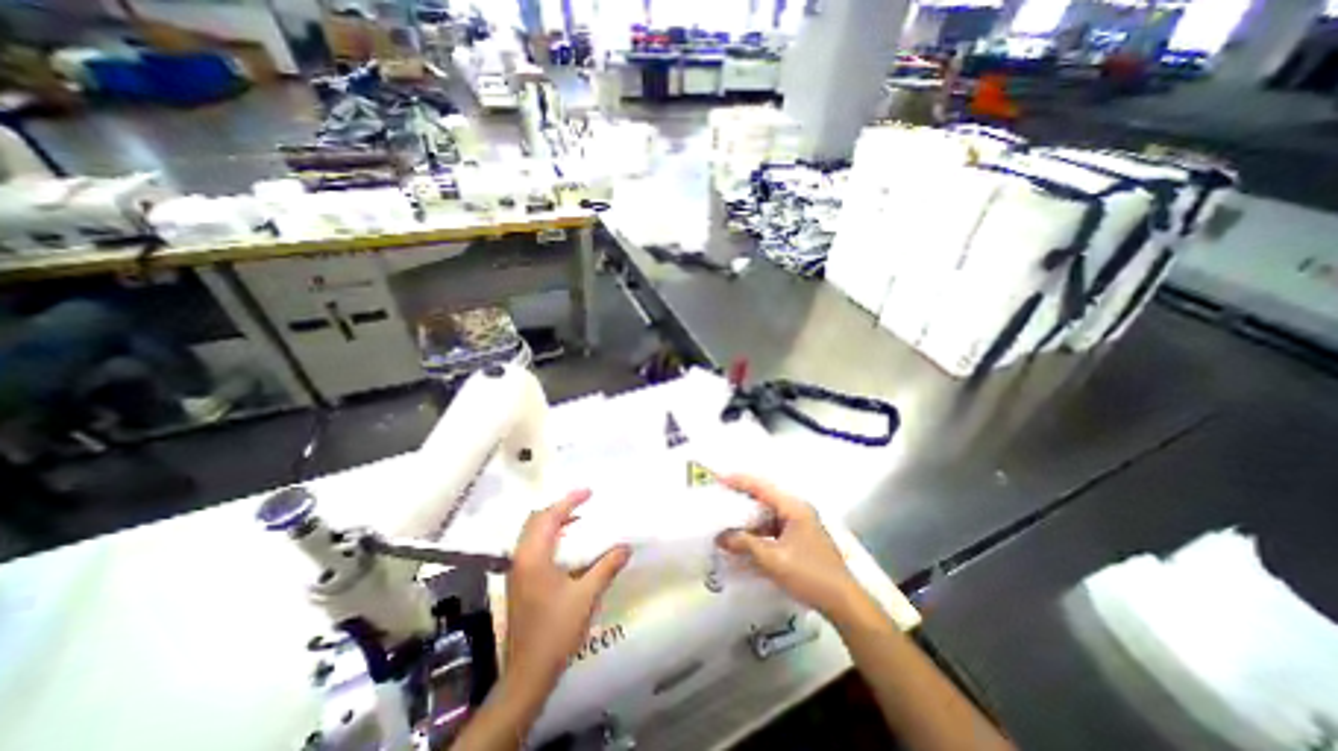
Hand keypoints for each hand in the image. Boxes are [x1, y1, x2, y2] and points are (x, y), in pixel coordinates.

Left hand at [507, 494, 634, 690]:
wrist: (527, 674)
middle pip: (535, 520)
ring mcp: (517, 571)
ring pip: (531, 534)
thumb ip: (606, 567)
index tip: (589, 492)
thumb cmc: (556, 631)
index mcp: (534, 558)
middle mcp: (521, 559)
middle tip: (583, 505)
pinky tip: (567, 547)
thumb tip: (626, 547)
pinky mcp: (519, 583)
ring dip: (553, 522)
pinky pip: (532, 547)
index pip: (549, 517)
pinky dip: (549, 537)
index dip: (569, 501)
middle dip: (559, 508)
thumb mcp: (586, 596)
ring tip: (578, 521)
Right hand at [717, 476, 862, 620]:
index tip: (718, 479)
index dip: (739, 481)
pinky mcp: (800, 537)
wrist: (843, 602)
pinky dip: (758, 531)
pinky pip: (773, 527)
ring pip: (768, 514)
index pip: (761, 486)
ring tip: (727, 521)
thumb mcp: (773, 560)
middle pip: (765, 497)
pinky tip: (745, 540)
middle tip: (720, 500)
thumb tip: (720, 536)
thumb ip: (745, 545)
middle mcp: (797, 510)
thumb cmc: (810, 575)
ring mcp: (800, 524)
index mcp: (793, 507)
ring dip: (749, 518)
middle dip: (742, 499)